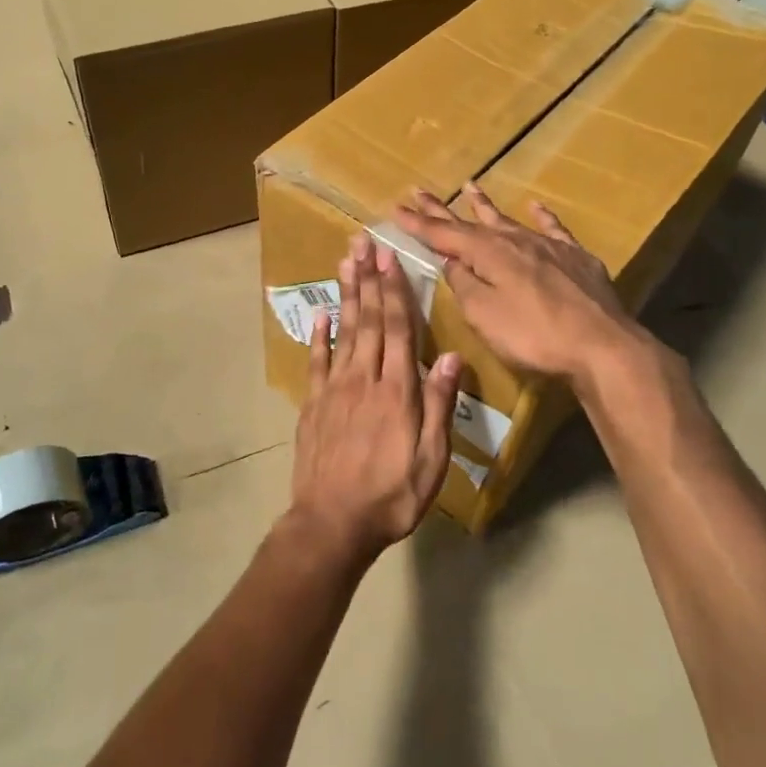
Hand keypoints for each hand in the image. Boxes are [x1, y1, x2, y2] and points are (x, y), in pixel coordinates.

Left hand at [289, 235, 461, 561]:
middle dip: (369, 279)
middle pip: (368, 320)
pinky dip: (318, 335)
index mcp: (398, 390)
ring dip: (346, 295)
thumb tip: (451, 357)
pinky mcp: (314, 404)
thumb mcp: (432, 458)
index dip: (395, 291)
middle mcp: (364, 379)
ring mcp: (335, 389)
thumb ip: (440, 405)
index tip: (391, 258)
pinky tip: (320, 314)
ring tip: (346, 262)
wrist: (332, 523)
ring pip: (343, 332)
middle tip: (365, 244)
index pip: (398, 329)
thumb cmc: (392, 495)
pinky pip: (316, 361)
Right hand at [395, 184, 650, 384]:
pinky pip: (553, 228)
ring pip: (509, 219)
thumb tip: (451, 262)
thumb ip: (464, 285)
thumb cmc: (533, 335)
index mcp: (488, 254)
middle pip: (472, 222)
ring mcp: (548, 246)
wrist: (601, 344)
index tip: (395, 208)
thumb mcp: (484, 315)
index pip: (443, 234)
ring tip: (470, 186)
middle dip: (443, 208)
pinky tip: (535, 206)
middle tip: (419, 191)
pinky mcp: (576, 257)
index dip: (418, 223)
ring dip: (486, 205)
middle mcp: (515, 241)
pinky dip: (541, 216)